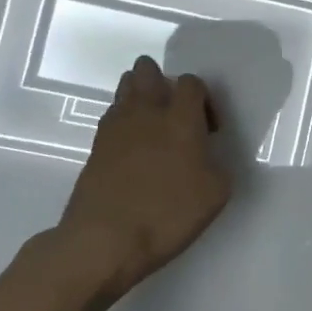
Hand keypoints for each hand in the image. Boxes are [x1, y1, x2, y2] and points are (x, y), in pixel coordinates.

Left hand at [57, 56, 231, 291]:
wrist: (105, 240)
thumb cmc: (168, 214)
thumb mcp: (216, 194)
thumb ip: (216, 164)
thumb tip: (207, 157)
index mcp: (181, 118)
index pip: (191, 82)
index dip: (203, 99)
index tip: (208, 130)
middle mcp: (146, 112)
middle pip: (147, 70)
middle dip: (161, 82)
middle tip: (174, 115)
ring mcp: (115, 127)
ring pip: (125, 89)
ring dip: (139, 98)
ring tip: (152, 129)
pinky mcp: (94, 146)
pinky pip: (111, 118)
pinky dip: (123, 124)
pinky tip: (132, 151)